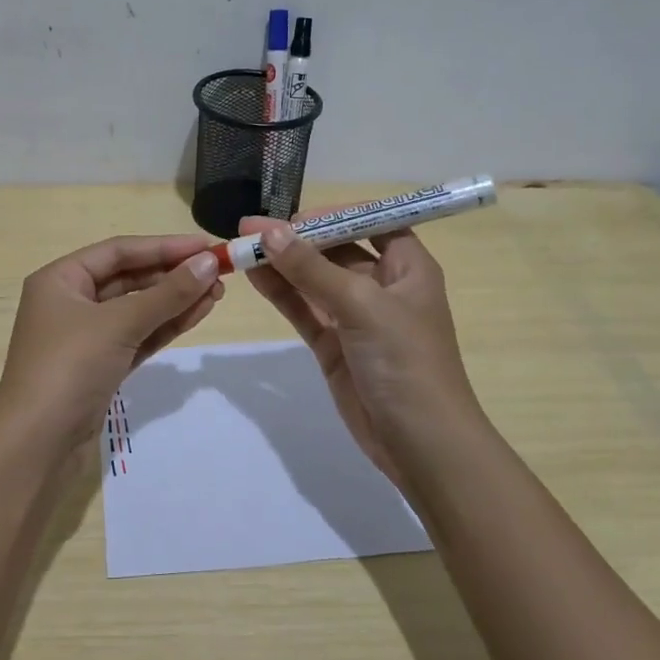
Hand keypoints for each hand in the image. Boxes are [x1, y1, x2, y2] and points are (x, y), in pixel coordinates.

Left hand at [0, 234, 224, 451]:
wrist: (38, 445)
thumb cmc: (69, 369)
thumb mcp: (118, 324)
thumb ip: (167, 294)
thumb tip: (210, 263)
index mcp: (60, 279)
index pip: (119, 252)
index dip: (164, 247)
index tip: (207, 247)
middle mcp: (70, 302)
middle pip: (129, 278)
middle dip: (173, 275)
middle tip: (220, 273)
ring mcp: (86, 336)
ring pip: (137, 309)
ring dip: (175, 300)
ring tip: (218, 293)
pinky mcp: (101, 366)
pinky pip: (138, 336)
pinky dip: (166, 326)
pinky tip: (198, 314)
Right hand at [240, 217, 482, 483]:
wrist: (420, 443)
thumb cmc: (405, 361)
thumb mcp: (362, 305)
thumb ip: (313, 269)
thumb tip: (270, 232)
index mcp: (408, 267)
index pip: (371, 223)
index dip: (333, 216)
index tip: (293, 217)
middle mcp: (383, 286)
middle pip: (336, 250)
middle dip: (296, 239)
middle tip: (249, 230)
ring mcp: (356, 318)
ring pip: (314, 281)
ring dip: (281, 265)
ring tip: (239, 249)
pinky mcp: (334, 346)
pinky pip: (304, 310)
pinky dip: (281, 294)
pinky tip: (253, 276)